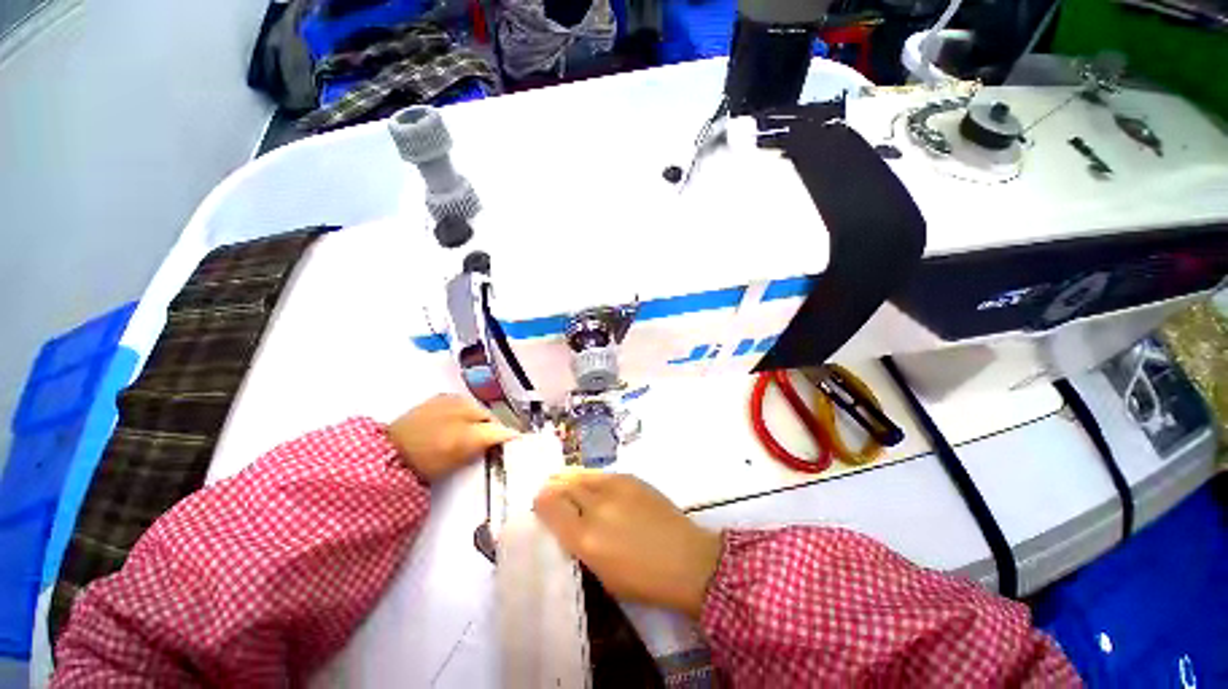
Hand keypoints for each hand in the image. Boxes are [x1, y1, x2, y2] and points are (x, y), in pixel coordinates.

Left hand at [388, 394, 518, 481]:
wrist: (385, 458)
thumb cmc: (432, 450)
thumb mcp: (468, 443)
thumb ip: (495, 435)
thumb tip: (517, 433)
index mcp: (467, 402)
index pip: (494, 420)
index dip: (499, 437)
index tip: (498, 453)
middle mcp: (454, 398)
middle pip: (480, 418)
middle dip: (484, 434)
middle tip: (479, 455)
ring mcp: (436, 404)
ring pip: (464, 420)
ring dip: (469, 433)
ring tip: (462, 452)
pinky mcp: (421, 414)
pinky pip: (449, 422)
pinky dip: (454, 432)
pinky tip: (445, 445)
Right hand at [533, 470, 722, 618]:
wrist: (686, 558)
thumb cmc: (643, 580)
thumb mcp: (602, 574)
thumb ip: (579, 545)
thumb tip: (564, 523)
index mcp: (586, 538)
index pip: (551, 507)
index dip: (541, 503)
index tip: (539, 504)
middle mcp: (597, 507)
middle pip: (564, 485)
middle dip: (552, 487)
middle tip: (548, 491)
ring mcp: (616, 487)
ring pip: (581, 474)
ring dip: (568, 478)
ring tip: (563, 481)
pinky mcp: (631, 478)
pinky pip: (601, 474)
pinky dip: (589, 477)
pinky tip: (589, 483)